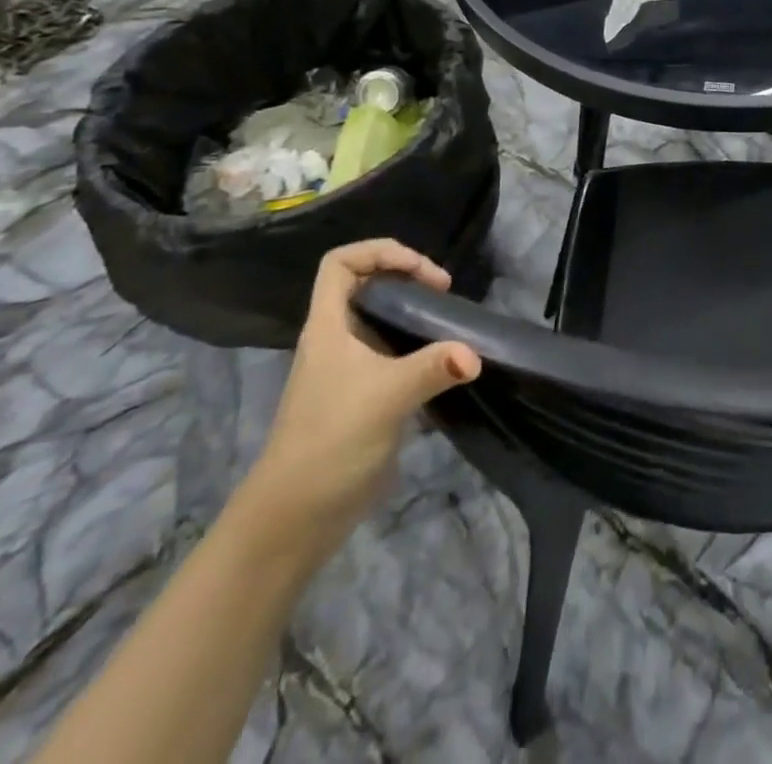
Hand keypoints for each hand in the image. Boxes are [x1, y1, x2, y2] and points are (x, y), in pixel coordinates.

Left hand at [241, 240, 480, 559]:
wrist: (295, 519)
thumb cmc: (330, 442)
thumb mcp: (385, 397)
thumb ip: (432, 368)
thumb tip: (476, 355)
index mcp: (328, 327)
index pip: (341, 263)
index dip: (380, 252)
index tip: (421, 272)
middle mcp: (337, 340)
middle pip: (366, 285)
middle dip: (407, 276)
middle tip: (445, 292)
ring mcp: (349, 369)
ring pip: (382, 319)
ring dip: (416, 312)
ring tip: (451, 321)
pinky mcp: (365, 396)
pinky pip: (395, 353)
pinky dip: (421, 346)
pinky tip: (446, 360)